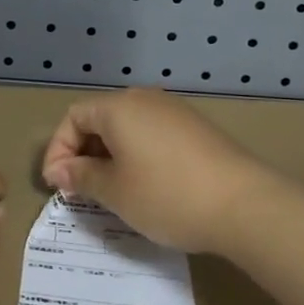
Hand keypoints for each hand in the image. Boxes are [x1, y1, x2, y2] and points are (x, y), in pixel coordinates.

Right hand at [41, 89, 275, 253]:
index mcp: (119, 107)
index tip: (58, 186)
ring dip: (110, 157)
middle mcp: (145, 100)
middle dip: (83, 154)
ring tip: (110, 192)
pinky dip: (137, 156)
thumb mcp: (114, 191)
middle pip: (100, 119)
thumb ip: (81, 176)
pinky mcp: (197, 130)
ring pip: (128, 129)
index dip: (58, 150)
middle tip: (79, 190)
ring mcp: (175, 112)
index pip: (74, 118)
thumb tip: (59, 171)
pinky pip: (153, 136)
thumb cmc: (166, 195)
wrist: (245, 205)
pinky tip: (145, 187)